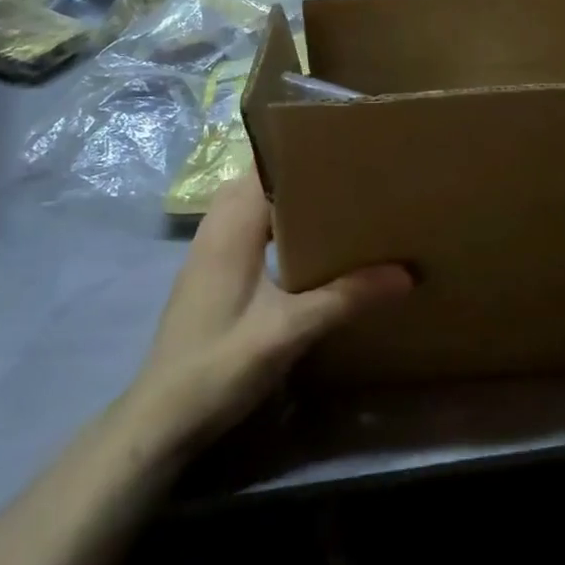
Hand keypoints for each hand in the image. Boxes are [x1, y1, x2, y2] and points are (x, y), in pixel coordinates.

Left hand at [126, 176, 411, 453]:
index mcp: (232, 223)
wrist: (160, 420)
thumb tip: (405, 273)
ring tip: (335, 198)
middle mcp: (217, 224)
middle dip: (302, 171)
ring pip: (251, 200)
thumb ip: (345, 297)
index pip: (268, 163)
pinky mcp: (209, 269)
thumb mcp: (290, 331)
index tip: (347, 145)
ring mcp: (208, 247)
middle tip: (350, 170)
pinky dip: (273, 218)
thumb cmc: (220, 365)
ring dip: (287, 196)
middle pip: (261, 177)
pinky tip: (304, 242)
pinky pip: (245, 222)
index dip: (304, 149)